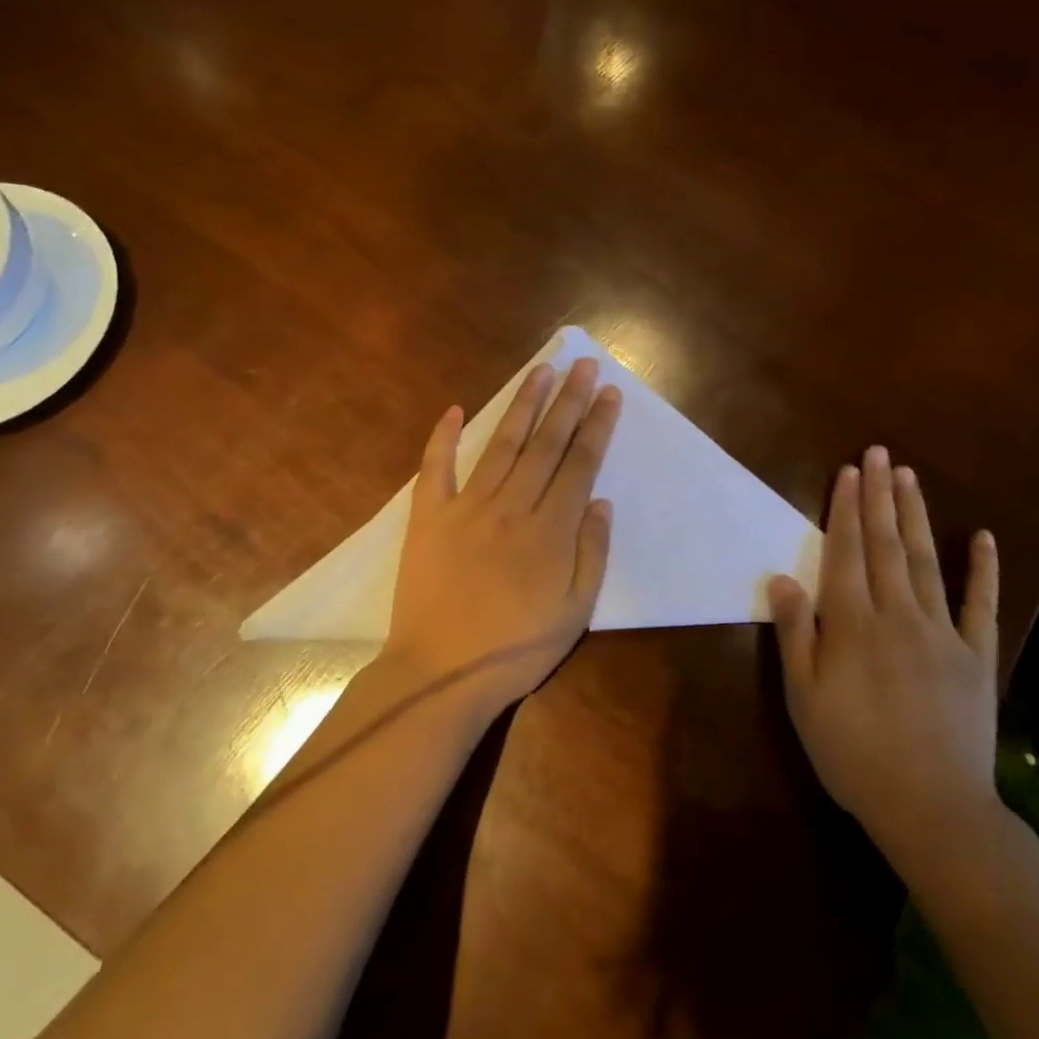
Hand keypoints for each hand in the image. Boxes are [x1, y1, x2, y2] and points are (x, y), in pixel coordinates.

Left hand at [384, 357, 621, 716]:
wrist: (441, 674)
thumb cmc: (516, 649)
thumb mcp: (576, 612)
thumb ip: (592, 553)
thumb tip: (601, 500)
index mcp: (551, 530)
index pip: (580, 463)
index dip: (597, 425)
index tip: (609, 393)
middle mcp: (512, 506)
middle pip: (546, 443)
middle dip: (569, 400)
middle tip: (583, 364)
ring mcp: (467, 507)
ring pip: (501, 444)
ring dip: (523, 404)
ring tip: (541, 371)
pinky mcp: (429, 517)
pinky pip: (435, 469)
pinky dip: (443, 437)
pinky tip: (452, 409)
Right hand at [768, 446, 1001, 856]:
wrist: (932, 808)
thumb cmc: (854, 753)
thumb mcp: (804, 700)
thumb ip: (796, 635)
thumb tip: (783, 578)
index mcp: (853, 624)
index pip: (847, 553)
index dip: (846, 510)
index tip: (849, 472)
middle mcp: (897, 615)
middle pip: (886, 545)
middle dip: (879, 496)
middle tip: (878, 454)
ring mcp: (941, 632)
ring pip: (926, 561)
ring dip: (917, 516)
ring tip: (909, 477)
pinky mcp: (976, 655)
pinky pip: (981, 605)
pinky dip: (984, 569)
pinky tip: (983, 536)